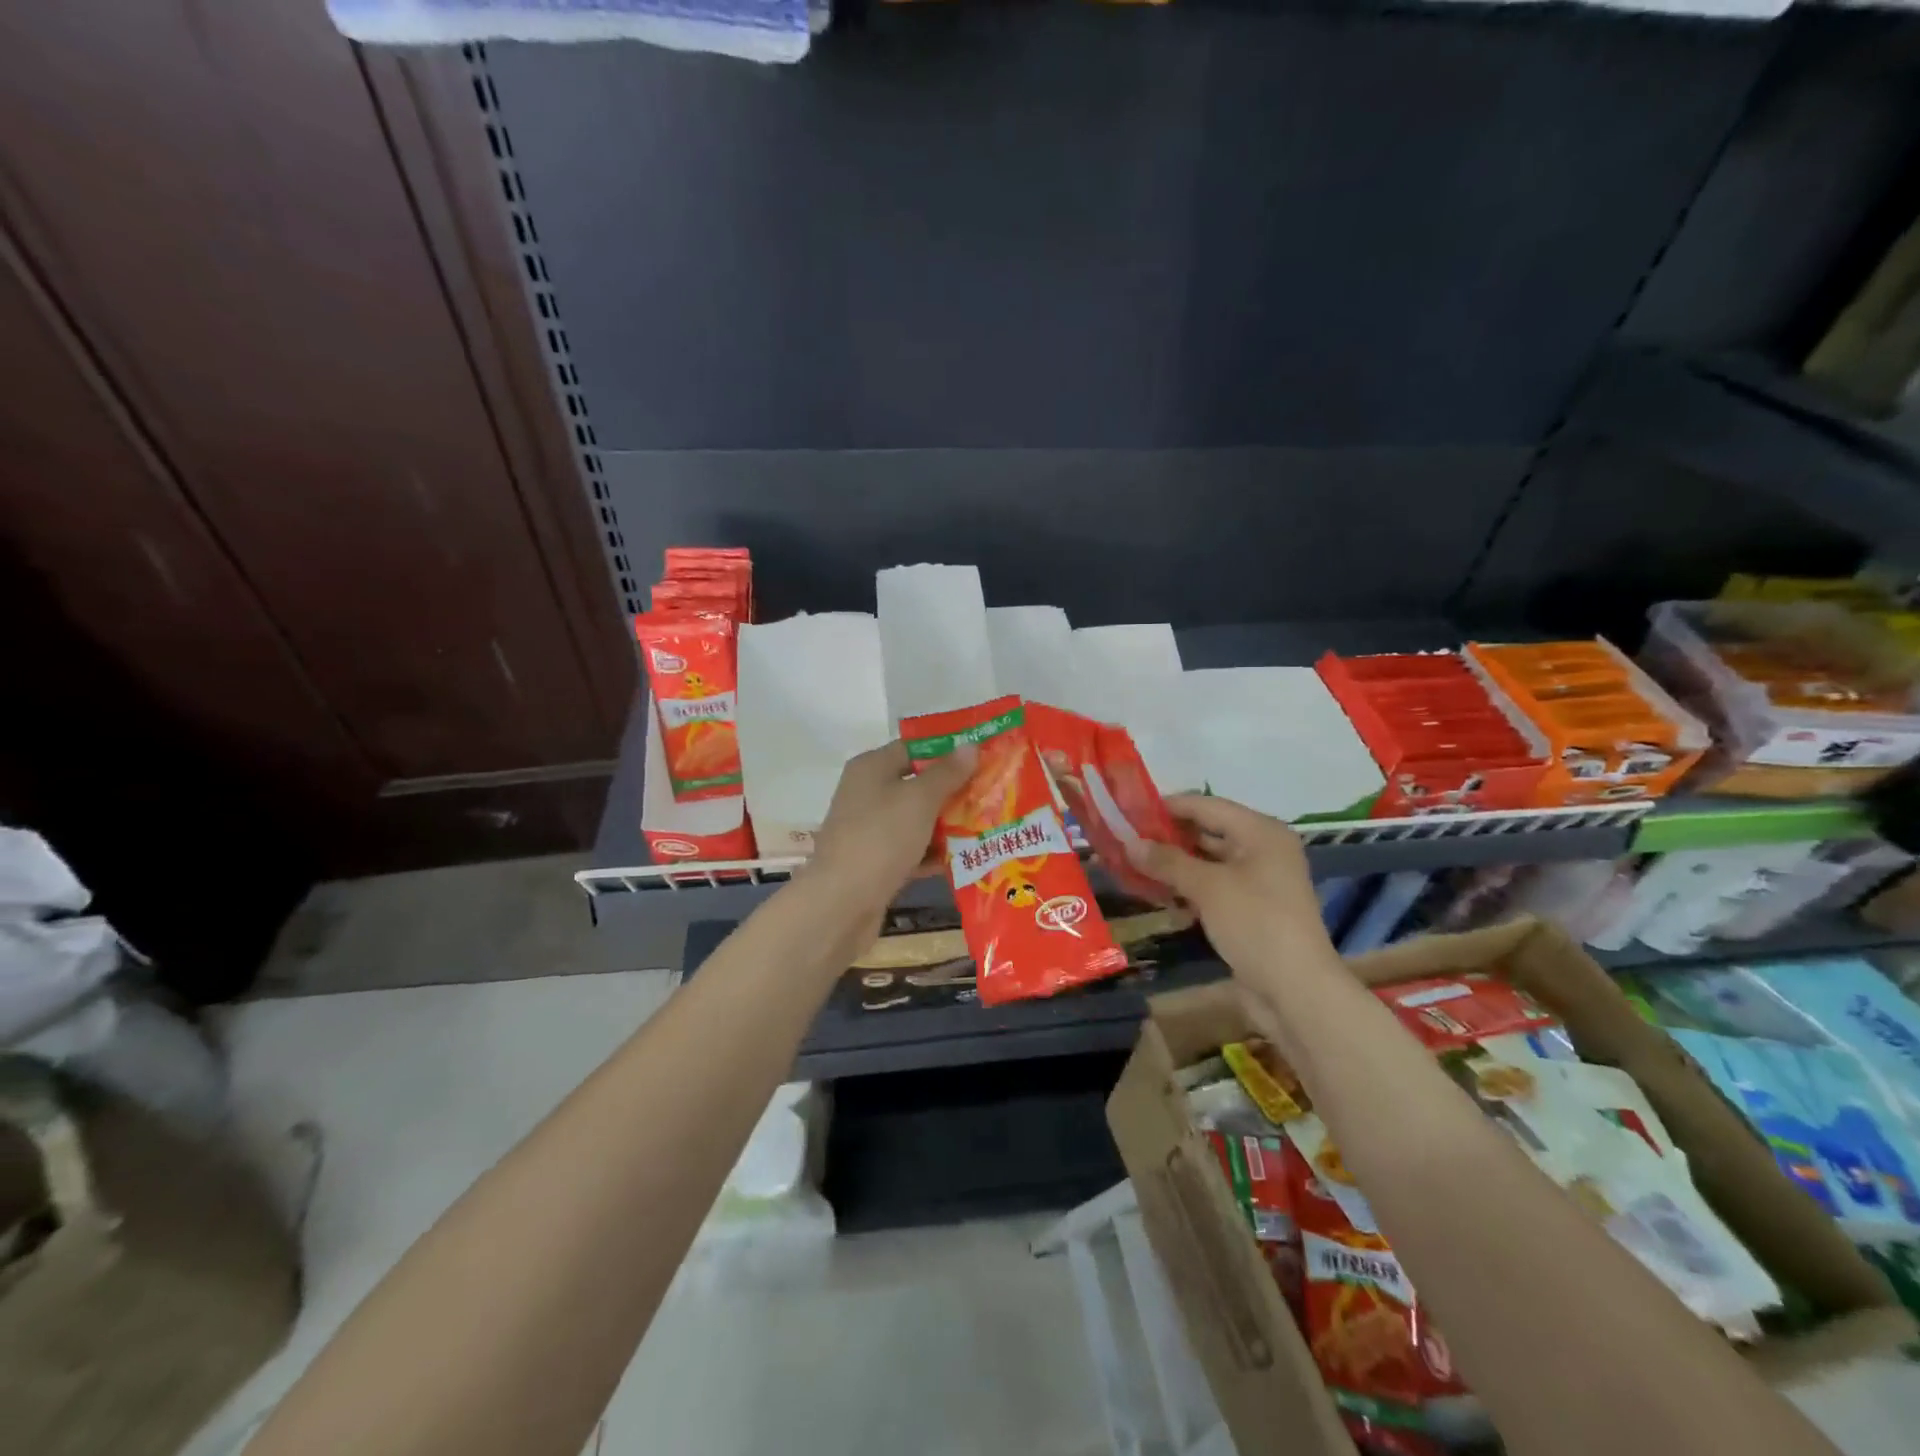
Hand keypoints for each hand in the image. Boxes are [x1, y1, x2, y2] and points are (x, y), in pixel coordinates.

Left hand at [806, 739, 976, 921]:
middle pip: (917, 785)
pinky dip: (934, 854)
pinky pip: (912, 850)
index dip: (947, 751)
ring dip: (948, 825)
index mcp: (871, 768)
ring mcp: (870, 830)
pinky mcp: (876, 862)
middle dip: (954, 791)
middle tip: (993, 795)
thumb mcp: (919, 799)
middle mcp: (868, 793)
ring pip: (917, 820)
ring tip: (988, 826)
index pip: (914, 748)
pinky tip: (965, 860)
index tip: (982, 757)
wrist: (842, 903)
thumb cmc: (881, 838)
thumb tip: (970, 745)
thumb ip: (947, 773)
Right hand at [1126, 795, 1332, 975]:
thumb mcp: (1208, 887)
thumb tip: (1129, 842)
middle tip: (1123, 838)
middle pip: (1206, 831)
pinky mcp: (1248, 910)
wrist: (1296, 992)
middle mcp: (1261, 850)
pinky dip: (1185, 888)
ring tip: (1130, 864)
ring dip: (1171, 864)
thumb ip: (1167, 861)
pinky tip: (1154, 893)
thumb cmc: (1256, 925)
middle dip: (1166, 836)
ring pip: (1206, 862)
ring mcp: (1256, 882)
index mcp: (1260, 832)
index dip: (1166, 806)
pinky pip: (1210, 888)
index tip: (1127, 809)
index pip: (1205, 805)